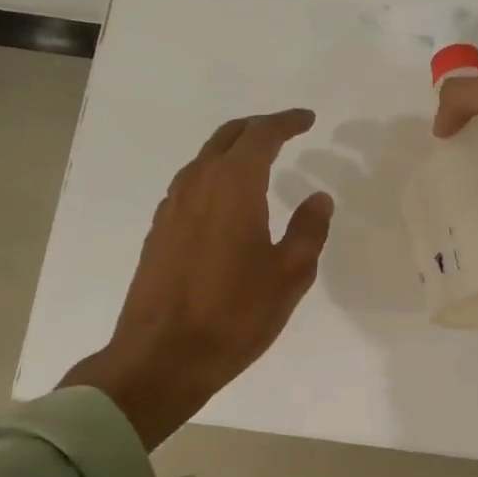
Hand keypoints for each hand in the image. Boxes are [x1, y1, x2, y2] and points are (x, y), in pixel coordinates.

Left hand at [59, 109, 334, 448]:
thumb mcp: (289, 275)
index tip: (307, 120)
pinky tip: (226, 201)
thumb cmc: (234, 315)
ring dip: (232, 151)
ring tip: (259, 162)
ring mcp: (172, 207)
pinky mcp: (159, 231)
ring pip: (204, 160)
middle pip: (227, 137)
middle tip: (285, 131)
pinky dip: (214, 176)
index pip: (261, 136)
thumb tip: (318, 198)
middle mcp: (197, 185)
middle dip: (258, 128)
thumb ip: (308, 230)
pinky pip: (190, 185)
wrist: (161, 356)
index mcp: (233, 187)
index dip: (286, 122)